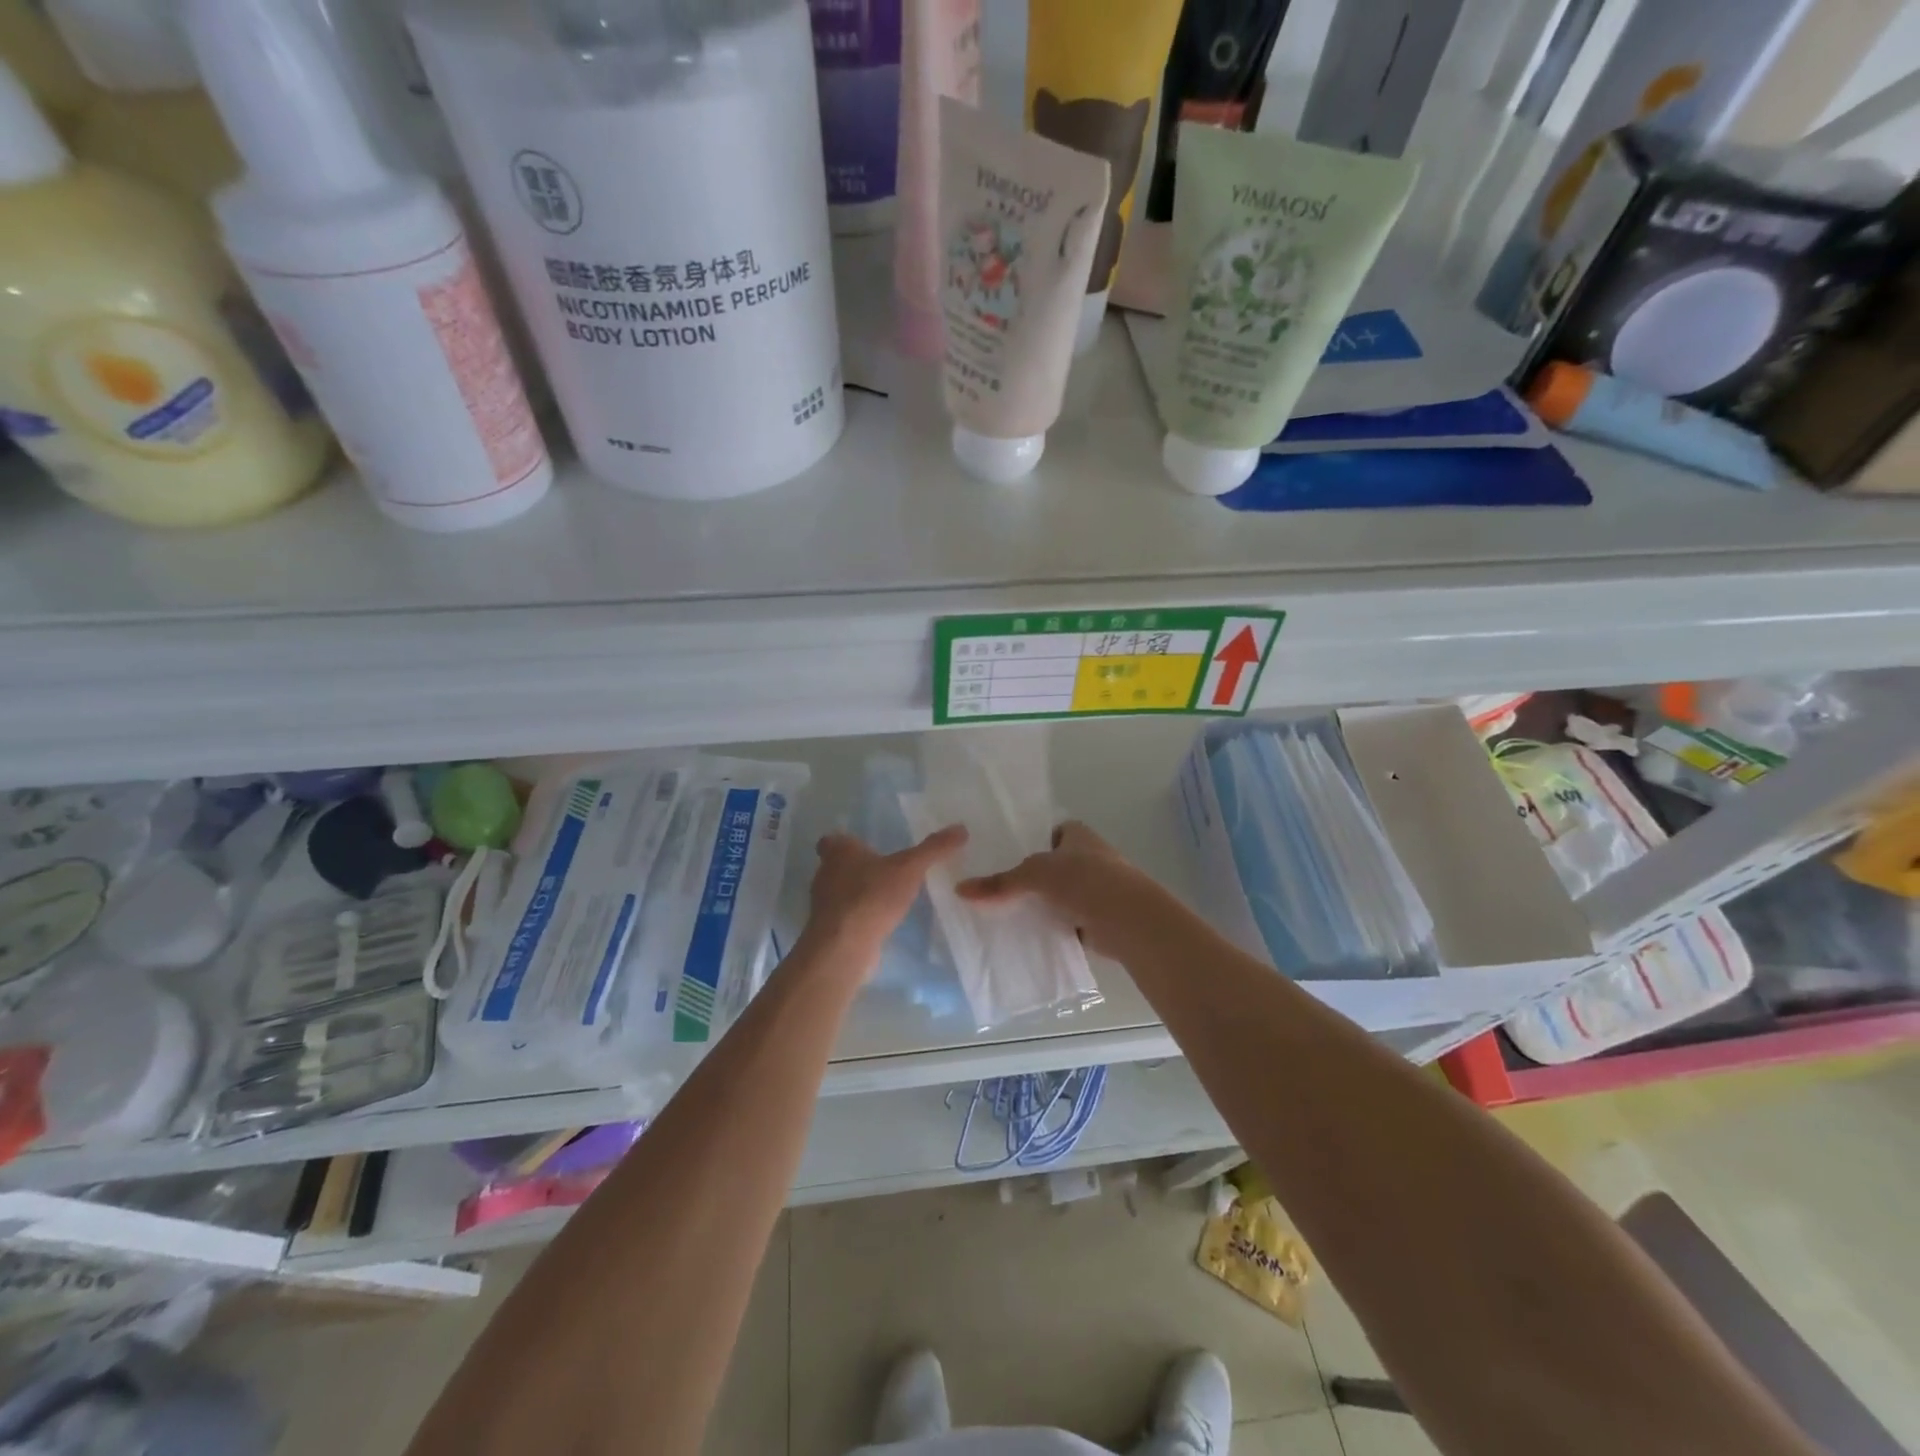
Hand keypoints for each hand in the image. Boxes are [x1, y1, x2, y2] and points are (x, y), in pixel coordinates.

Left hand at [803, 825, 967, 971]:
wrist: (845, 945)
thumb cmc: (872, 895)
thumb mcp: (910, 867)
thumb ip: (934, 848)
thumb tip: (961, 828)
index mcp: (838, 851)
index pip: (832, 840)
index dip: (845, 843)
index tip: (864, 847)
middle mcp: (825, 874)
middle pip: (836, 866)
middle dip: (857, 868)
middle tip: (884, 870)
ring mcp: (824, 904)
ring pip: (840, 892)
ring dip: (859, 893)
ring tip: (887, 897)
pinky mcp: (830, 929)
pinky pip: (846, 917)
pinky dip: (860, 917)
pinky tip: (880, 923)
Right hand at [956, 821, 1156, 958]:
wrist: (1128, 918)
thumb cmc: (1084, 880)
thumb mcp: (1034, 875)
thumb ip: (1000, 883)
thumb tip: (960, 890)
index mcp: (1079, 835)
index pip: (1051, 832)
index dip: (1031, 842)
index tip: (1005, 857)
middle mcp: (1091, 857)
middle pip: (1055, 866)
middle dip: (1033, 878)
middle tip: (999, 890)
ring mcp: (1098, 889)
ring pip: (1061, 895)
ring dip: (1044, 905)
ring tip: (1007, 915)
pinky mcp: (1099, 919)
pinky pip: (1069, 921)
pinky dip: (1054, 928)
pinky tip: (1030, 937)